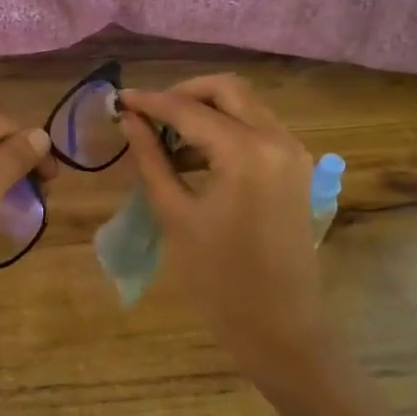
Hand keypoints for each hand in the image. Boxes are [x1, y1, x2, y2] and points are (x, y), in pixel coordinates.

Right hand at [120, 75, 328, 396]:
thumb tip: (130, 120)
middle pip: (227, 89)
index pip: (189, 109)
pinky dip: (227, 129)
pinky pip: (259, 129)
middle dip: (183, 94)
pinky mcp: (298, 169)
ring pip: (246, 105)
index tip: (118, 99)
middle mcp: (277, 140)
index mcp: (246, 152)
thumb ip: (152, 158)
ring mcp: (294, 153)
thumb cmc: (218, 279)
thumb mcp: (175, 214)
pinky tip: (197, 155)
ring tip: (166, 139)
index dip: (150, 101)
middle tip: (148, 115)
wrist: (279, 326)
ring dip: (206, 110)